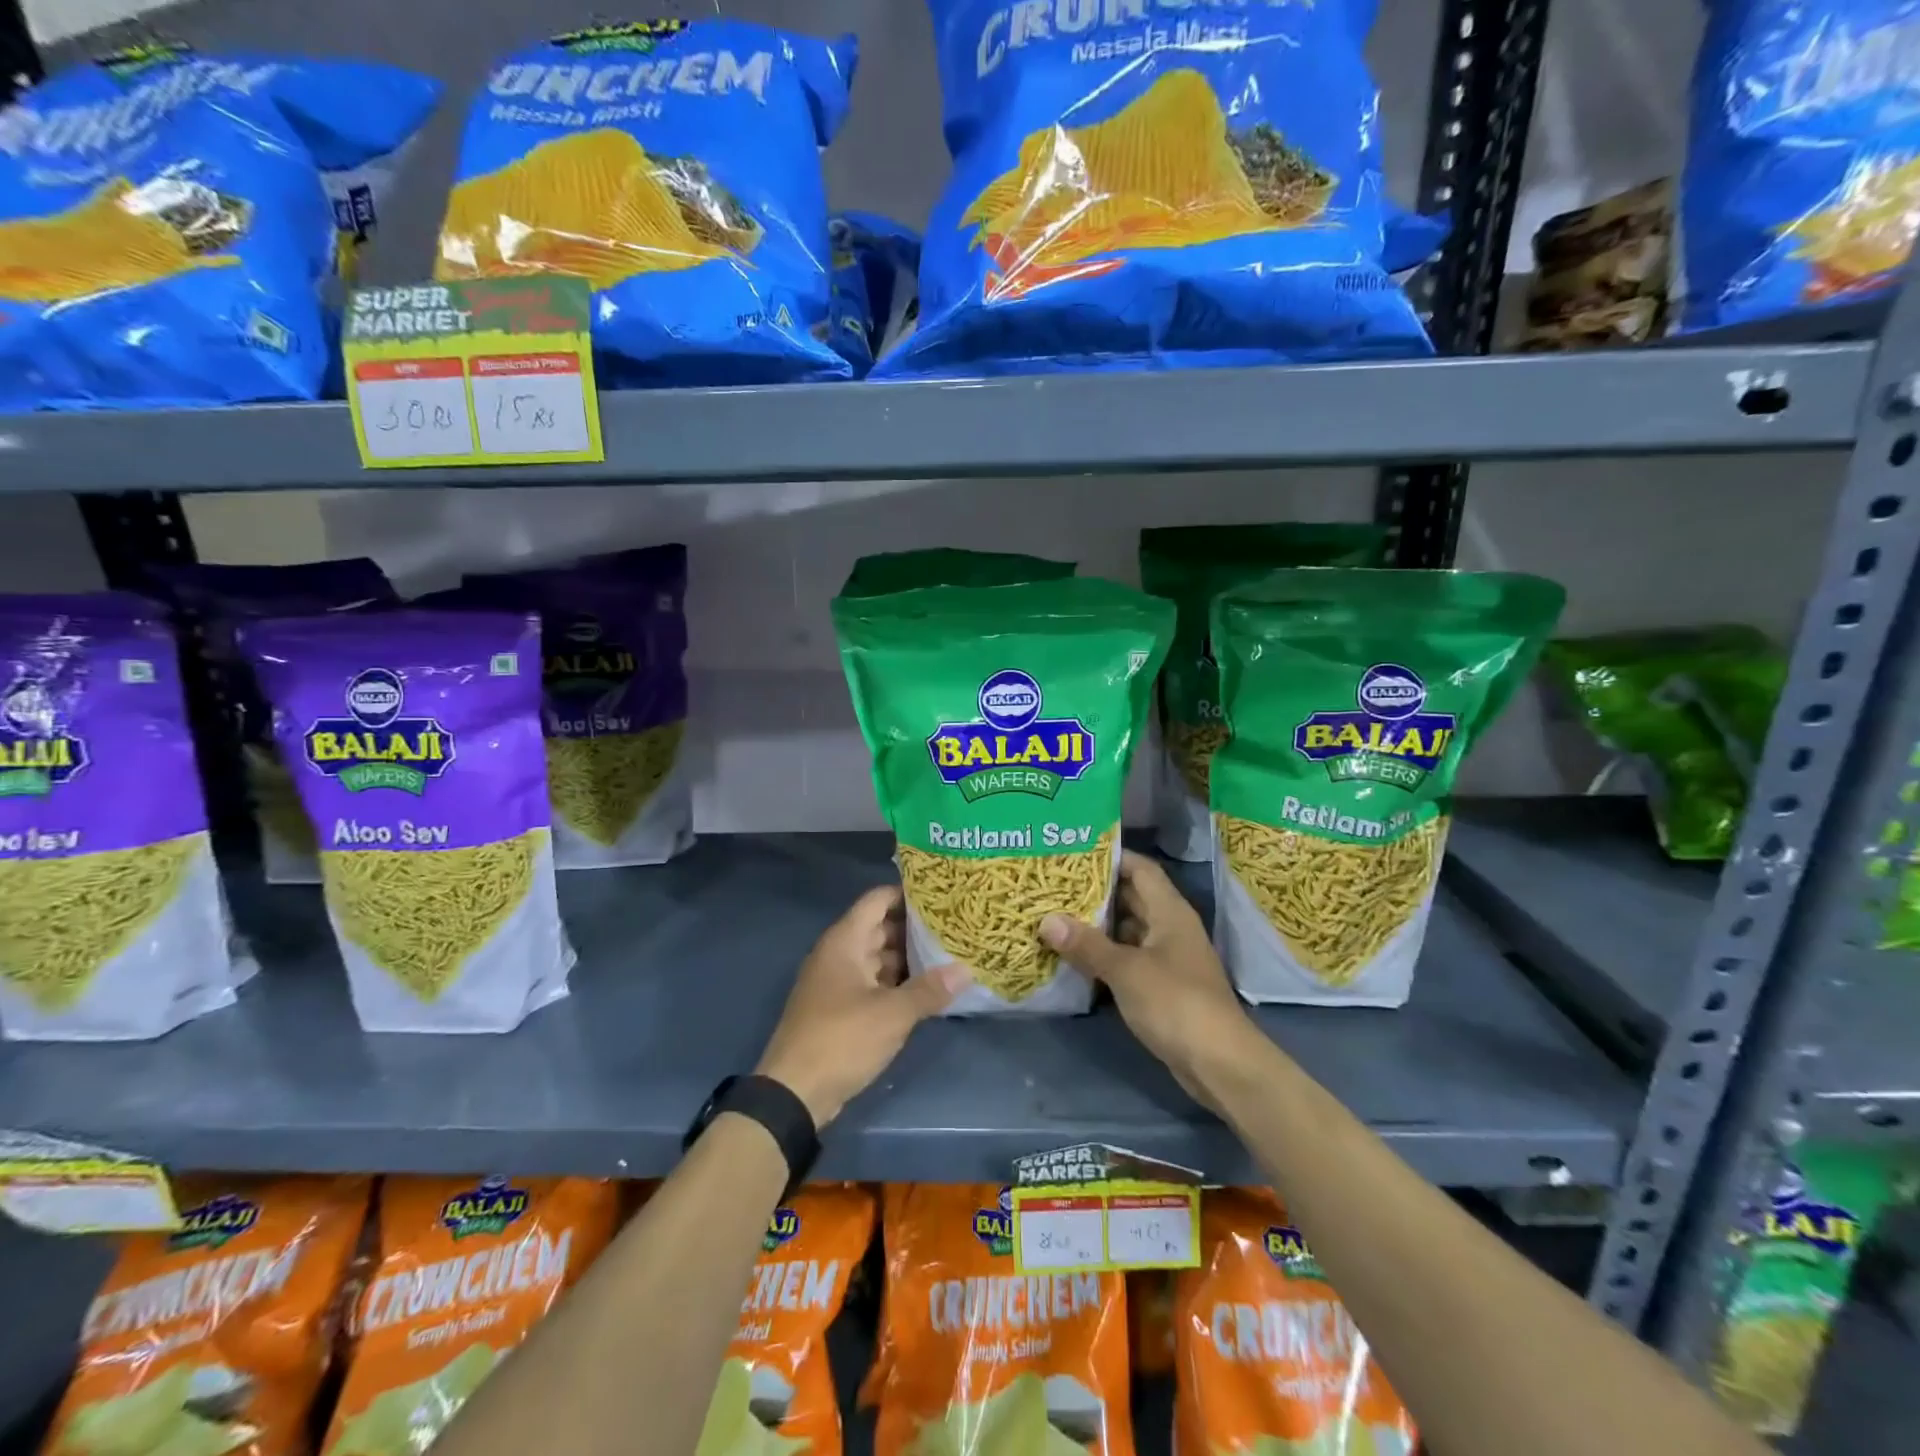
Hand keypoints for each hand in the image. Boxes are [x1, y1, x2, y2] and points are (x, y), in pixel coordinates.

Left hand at [756, 885, 968, 1127]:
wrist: (793, 1093)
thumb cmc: (842, 1039)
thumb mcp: (892, 1014)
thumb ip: (929, 989)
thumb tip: (966, 970)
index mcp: (844, 941)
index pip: (877, 900)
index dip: (906, 893)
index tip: (941, 894)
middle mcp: (838, 954)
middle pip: (879, 928)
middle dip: (914, 928)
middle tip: (954, 926)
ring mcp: (837, 982)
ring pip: (877, 957)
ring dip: (907, 958)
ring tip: (947, 955)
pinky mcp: (839, 1009)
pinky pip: (872, 983)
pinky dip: (896, 982)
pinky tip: (925, 990)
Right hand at [1041, 850, 1259, 1110]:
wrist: (1219, 1064)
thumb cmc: (1176, 1003)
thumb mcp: (1126, 970)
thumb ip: (1087, 944)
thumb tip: (1046, 920)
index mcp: (1170, 911)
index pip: (1141, 869)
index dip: (1112, 857)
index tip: (1075, 851)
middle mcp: (1170, 928)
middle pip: (1132, 898)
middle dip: (1096, 891)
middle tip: (1054, 884)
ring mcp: (1168, 958)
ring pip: (1128, 930)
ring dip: (1097, 925)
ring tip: (1056, 915)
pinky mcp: (1162, 987)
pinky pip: (1128, 959)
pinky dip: (1104, 955)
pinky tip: (1074, 957)